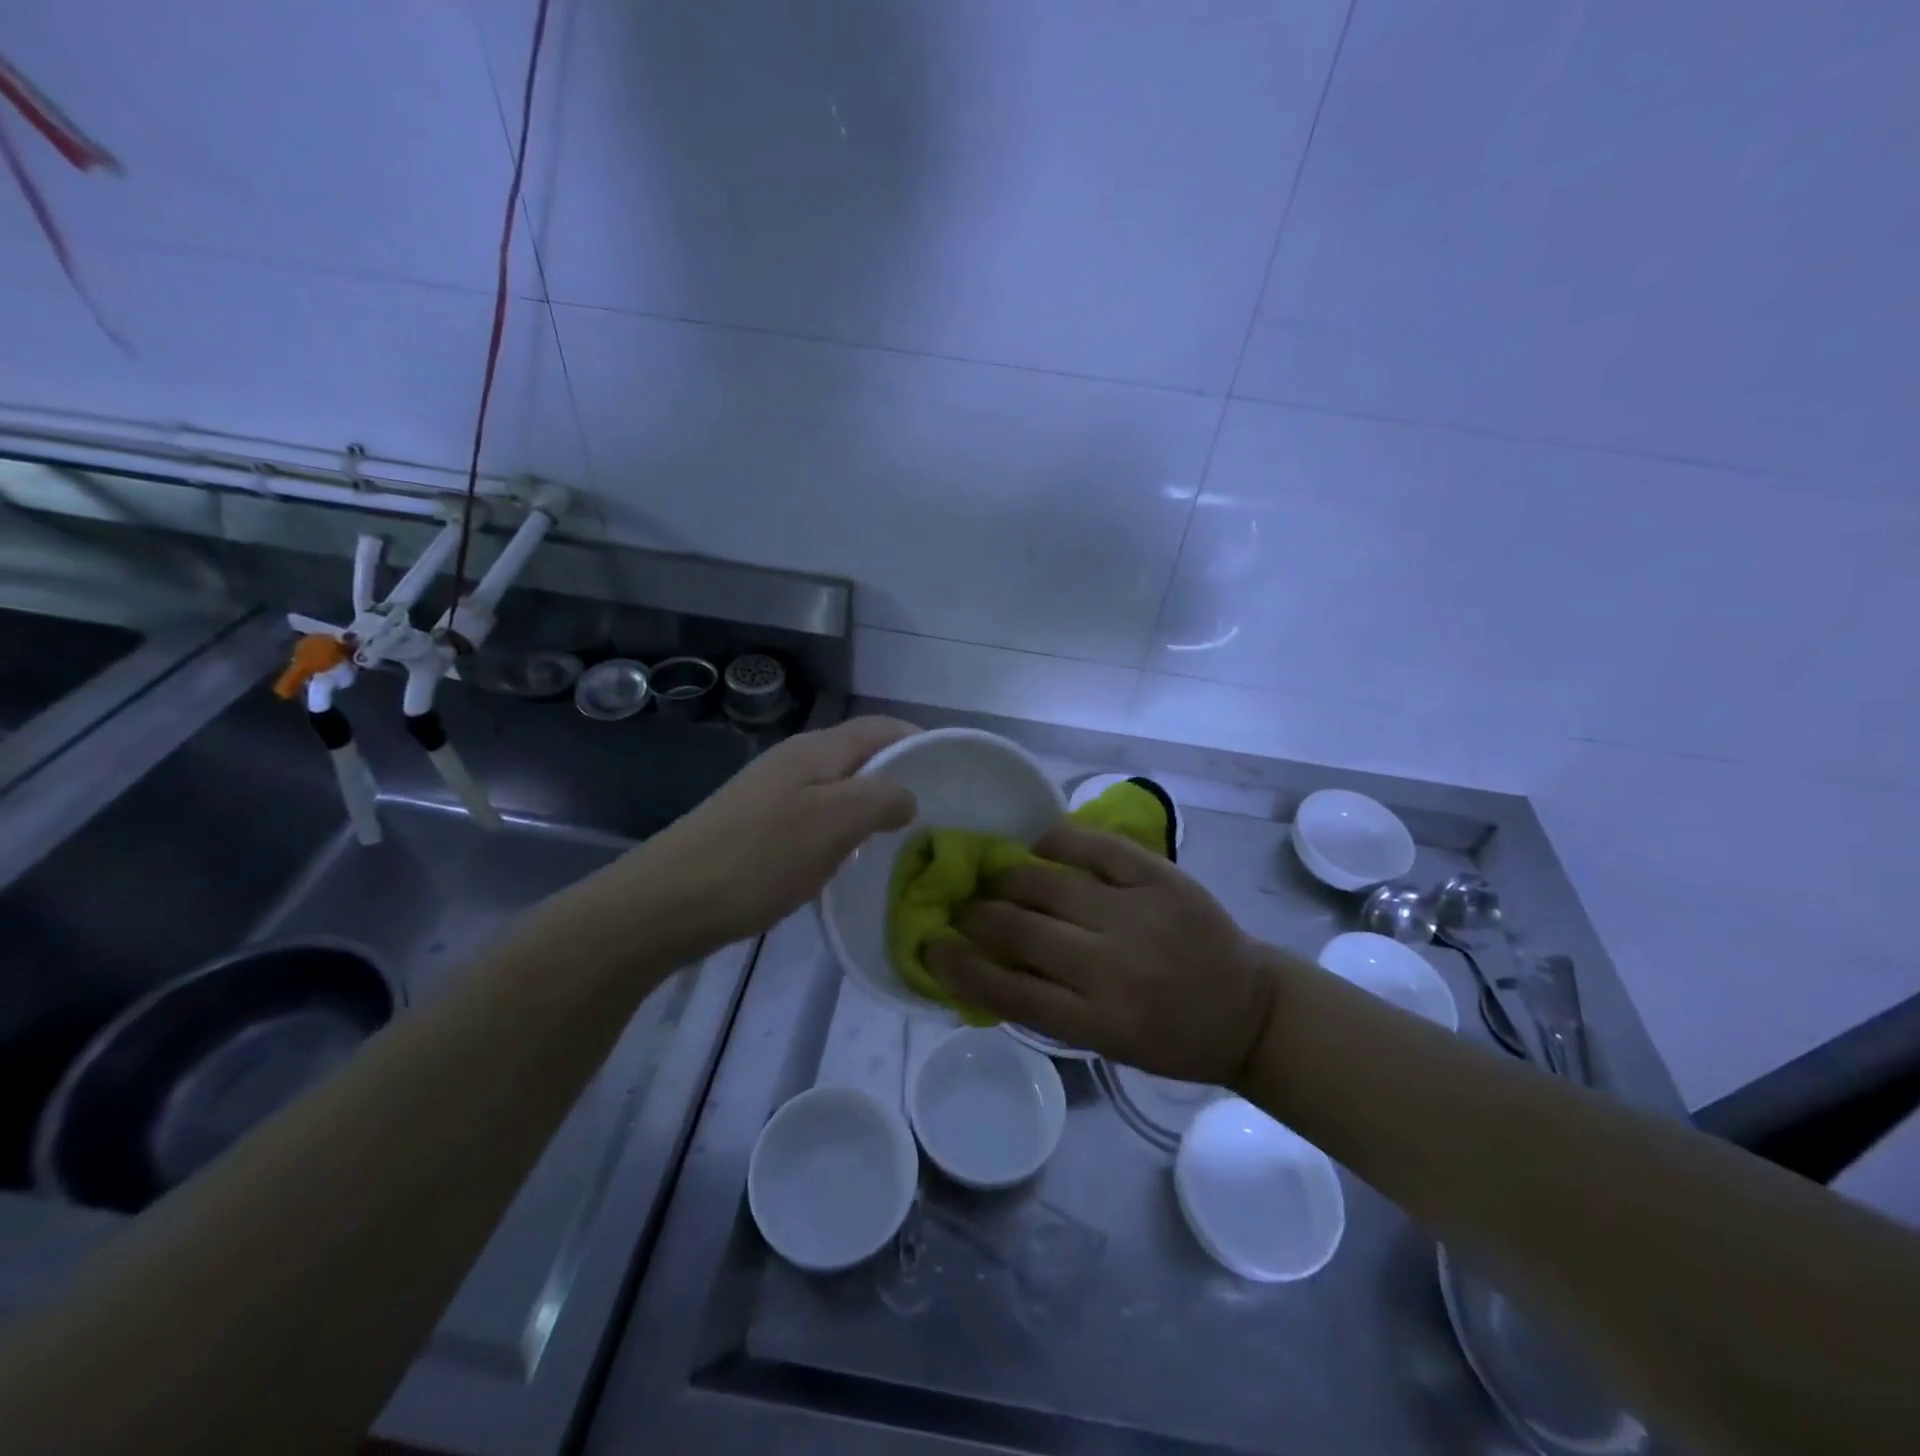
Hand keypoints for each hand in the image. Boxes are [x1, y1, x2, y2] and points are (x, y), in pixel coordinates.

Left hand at [639, 716, 917, 953]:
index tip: (953, 773)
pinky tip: (849, 860)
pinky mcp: (758, 827)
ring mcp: (772, 794)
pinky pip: (816, 817)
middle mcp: (795, 761)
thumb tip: (907, 796)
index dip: (919, 740)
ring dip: (872, 807)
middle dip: (900, 777)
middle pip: (861, 755)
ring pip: (839, 788)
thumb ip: (881, 798)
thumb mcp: (833, 823)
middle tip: (934, 814)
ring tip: (901, 839)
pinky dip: (844, 831)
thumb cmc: (758, 858)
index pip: (881, 726)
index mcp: (816, 750)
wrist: (666, 903)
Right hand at [925, 824, 1277, 1084]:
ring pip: (1049, 883)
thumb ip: (1048, 1006)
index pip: (1009, 991)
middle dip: (977, 915)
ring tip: (996, 877)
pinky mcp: (1161, 878)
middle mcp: (1114, 967)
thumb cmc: (1171, 1038)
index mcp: (1099, 1021)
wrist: (1249, 1009)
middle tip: (963, 907)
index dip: (960, 967)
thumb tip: (983, 963)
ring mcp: (1139, 915)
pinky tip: (1039, 844)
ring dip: (1008, 877)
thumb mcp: (1106, 1042)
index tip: (931, 947)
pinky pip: (1096, 846)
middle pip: (1022, 930)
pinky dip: (1058, 840)